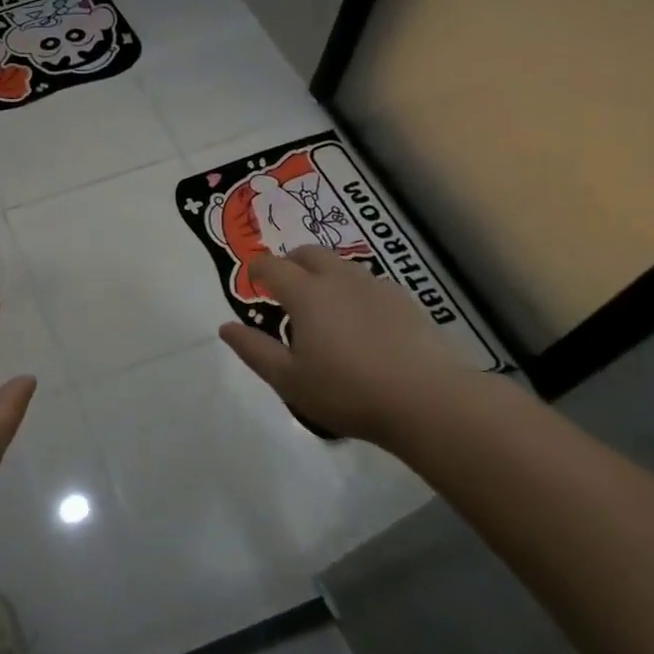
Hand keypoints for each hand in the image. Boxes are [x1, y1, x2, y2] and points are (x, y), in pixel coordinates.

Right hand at [219, 247, 469, 445]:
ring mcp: (376, 286)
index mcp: (306, 293)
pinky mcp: (405, 301)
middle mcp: (339, 279)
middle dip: (290, 263)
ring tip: (322, 308)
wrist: (427, 400)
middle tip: (284, 290)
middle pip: (308, 253)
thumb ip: (253, 350)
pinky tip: (359, 323)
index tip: (252, 282)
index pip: (272, 266)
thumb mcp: (288, 379)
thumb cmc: (347, 391)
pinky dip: (353, 291)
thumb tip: (226, 327)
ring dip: (323, 275)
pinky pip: (368, 283)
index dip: (257, 270)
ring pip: (341, 265)